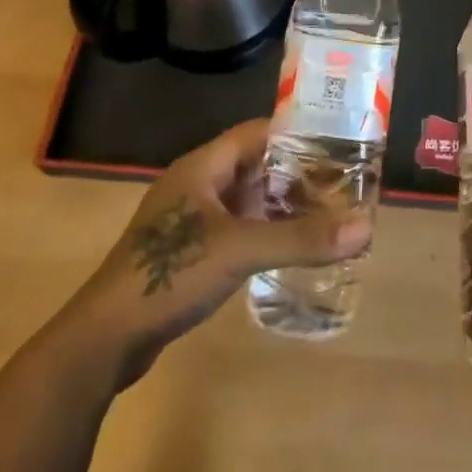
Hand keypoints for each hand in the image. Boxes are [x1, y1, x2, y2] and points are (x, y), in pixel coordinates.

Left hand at [62, 119, 370, 388]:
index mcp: (203, 166)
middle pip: (254, 165)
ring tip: (326, 212)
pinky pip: (235, 227)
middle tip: (342, 181)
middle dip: (296, 172)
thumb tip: (366, 226)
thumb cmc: (170, 275)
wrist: (104, 338)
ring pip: (245, 198)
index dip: (295, 133)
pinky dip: (263, 229)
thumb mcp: (242, 251)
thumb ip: (302, 238)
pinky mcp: (187, 251)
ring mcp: (189, 218)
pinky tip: (289, 246)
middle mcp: (196, 184)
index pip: (257, 132)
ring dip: (281, 203)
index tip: (337, 140)